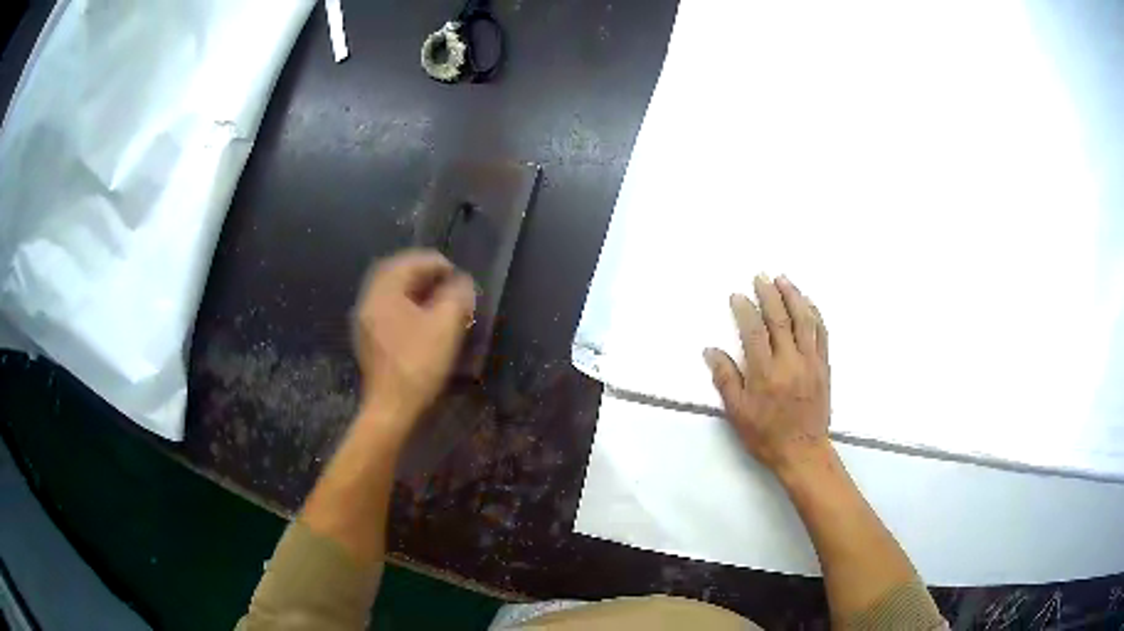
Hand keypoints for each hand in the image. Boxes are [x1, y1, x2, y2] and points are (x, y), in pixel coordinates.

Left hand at [352, 250, 475, 436]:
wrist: (391, 408)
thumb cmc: (418, 364)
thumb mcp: (445, 326)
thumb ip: (456, 296)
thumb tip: (462, 282)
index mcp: (383, 293)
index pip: (408, 262)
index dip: (434, 262)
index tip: (456, 273)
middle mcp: (369, 301)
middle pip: (394, 273)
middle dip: (421, 271)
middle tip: (445, 279)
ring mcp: (365, 322)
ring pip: (389, 292)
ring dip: (413, 288)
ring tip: (437, 296)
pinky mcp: (369, 339)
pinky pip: (387, 309)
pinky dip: (405, 304)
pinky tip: (421, 317)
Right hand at [704, 275, 831, 475]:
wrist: (803, 451)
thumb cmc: (766, 435)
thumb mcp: (738, 412)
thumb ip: (726, 379)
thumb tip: (710, 350)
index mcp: (765, 373)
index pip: (754, 331)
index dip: (745, 310)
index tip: (738, 295)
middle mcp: (789, 361)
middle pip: (780, 319)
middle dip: (769, 294)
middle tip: (760, 276)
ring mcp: (810, 361)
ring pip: (804, 320)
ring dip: (794, 296)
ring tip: (784, 279)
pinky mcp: (824, 366)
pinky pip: (821, 333)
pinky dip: (815, 314)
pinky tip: (808, 303)